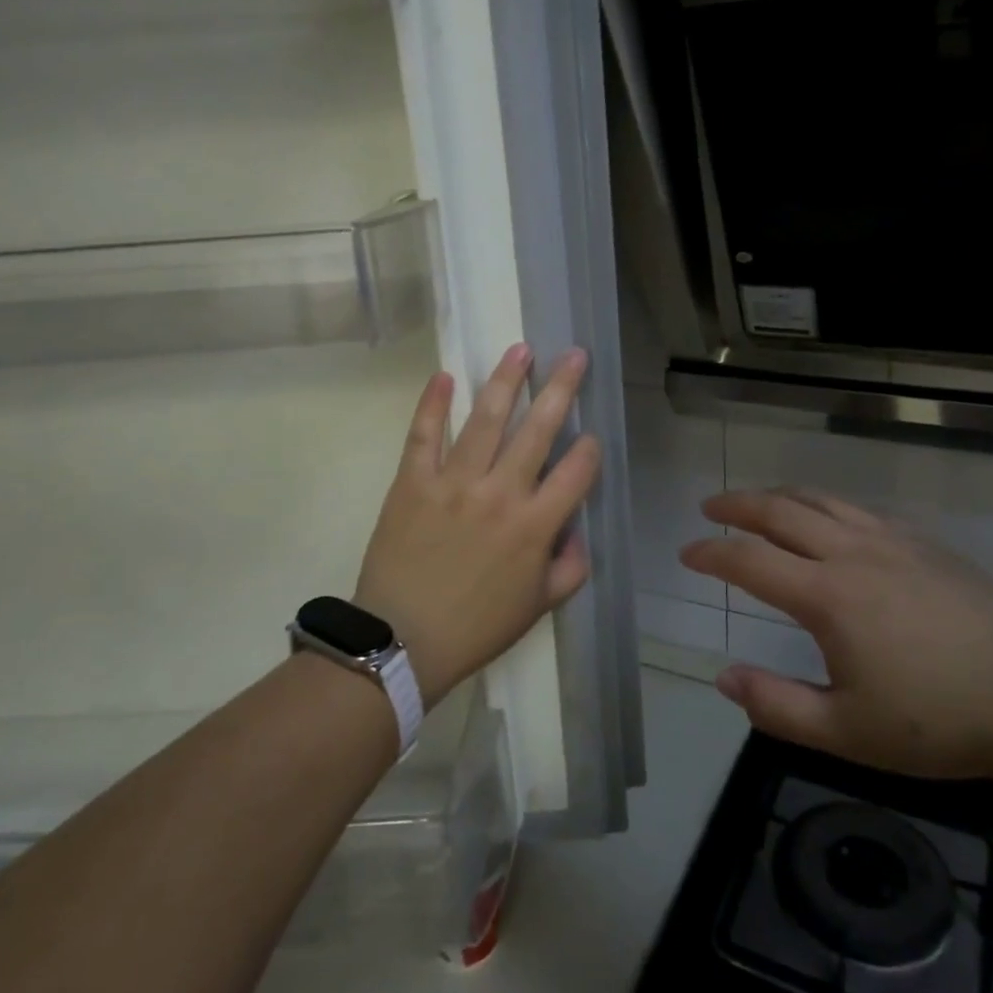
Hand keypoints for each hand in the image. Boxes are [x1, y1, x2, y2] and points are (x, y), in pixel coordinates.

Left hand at [353, 344, 600, 708]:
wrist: (401, 643)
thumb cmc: (476, 628)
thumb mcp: (538, 606)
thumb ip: (570, 568)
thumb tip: (579, 532)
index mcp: (535, 526)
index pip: (576, 471)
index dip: (589, 449)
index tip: (590, 437)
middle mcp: (500, 494)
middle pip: (538, 430)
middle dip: (561, 389)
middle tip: (574, 355)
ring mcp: (454, 483)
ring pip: (485, 420)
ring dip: (506, 381)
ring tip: (521, 349)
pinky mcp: (413, 482)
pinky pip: (424, 435)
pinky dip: (432, 404)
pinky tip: (445, 376)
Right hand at [681, 488, 992, 780]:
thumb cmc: (940, 720)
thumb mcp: (848, 733)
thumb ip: (777, 707)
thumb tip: (723, 678)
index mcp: (827, 596)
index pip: (750, 560)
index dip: (712, 553)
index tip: (687, 552)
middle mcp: (852, 553)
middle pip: (780, 510)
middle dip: (737, 505)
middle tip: (710, 508)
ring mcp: (892, 541)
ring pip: (821, 499)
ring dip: (779, 495)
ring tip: (756, 501)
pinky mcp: (924, 543)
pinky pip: (858, 509)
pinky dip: (825, 504)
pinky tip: (828, 519)